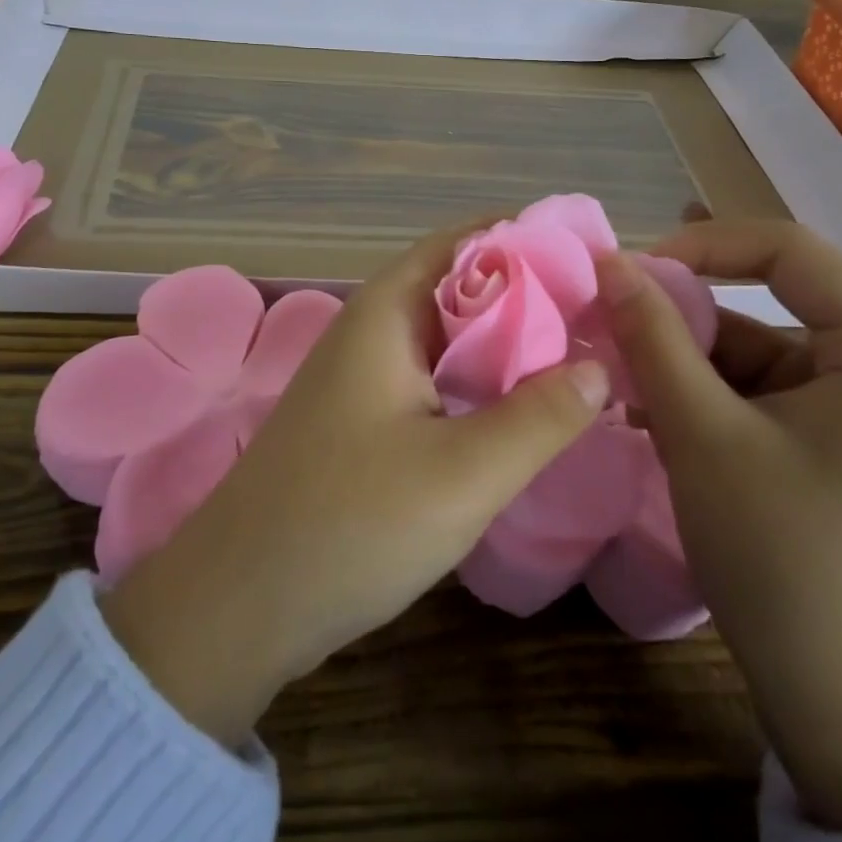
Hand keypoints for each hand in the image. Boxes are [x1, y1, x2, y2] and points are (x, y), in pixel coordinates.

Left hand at [101, 224, 609, 743]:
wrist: (240, 603)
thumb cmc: (352, 522)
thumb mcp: (464, 472)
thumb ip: (539, 416)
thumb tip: (599, 366)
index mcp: (387, 312)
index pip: (465, 242)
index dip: (527, 239)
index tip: (591, 256)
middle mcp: (372, 330)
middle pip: (460, 288)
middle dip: (529, 294)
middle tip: (602, 312)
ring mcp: (363, 378)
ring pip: (448, 338)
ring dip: (506, 343)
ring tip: (580, 354)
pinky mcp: (363, 421)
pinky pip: (433, 380)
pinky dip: (479, 382)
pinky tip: (521, 410)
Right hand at [597, 219, 841, 830]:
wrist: (838, 694)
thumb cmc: (779, 553)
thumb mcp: (701, 434)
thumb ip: (653, 337)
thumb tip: (609, 262)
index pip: (787, 249)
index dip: (703, 244)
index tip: (631, 270)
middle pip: (768, 296)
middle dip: (683, 309)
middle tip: (610, 317)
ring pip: (753, 345)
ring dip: (684, 356)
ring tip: (618, 376)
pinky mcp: (830, 434)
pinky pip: (757, 386)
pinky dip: (702, 390)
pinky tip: (648, 410)